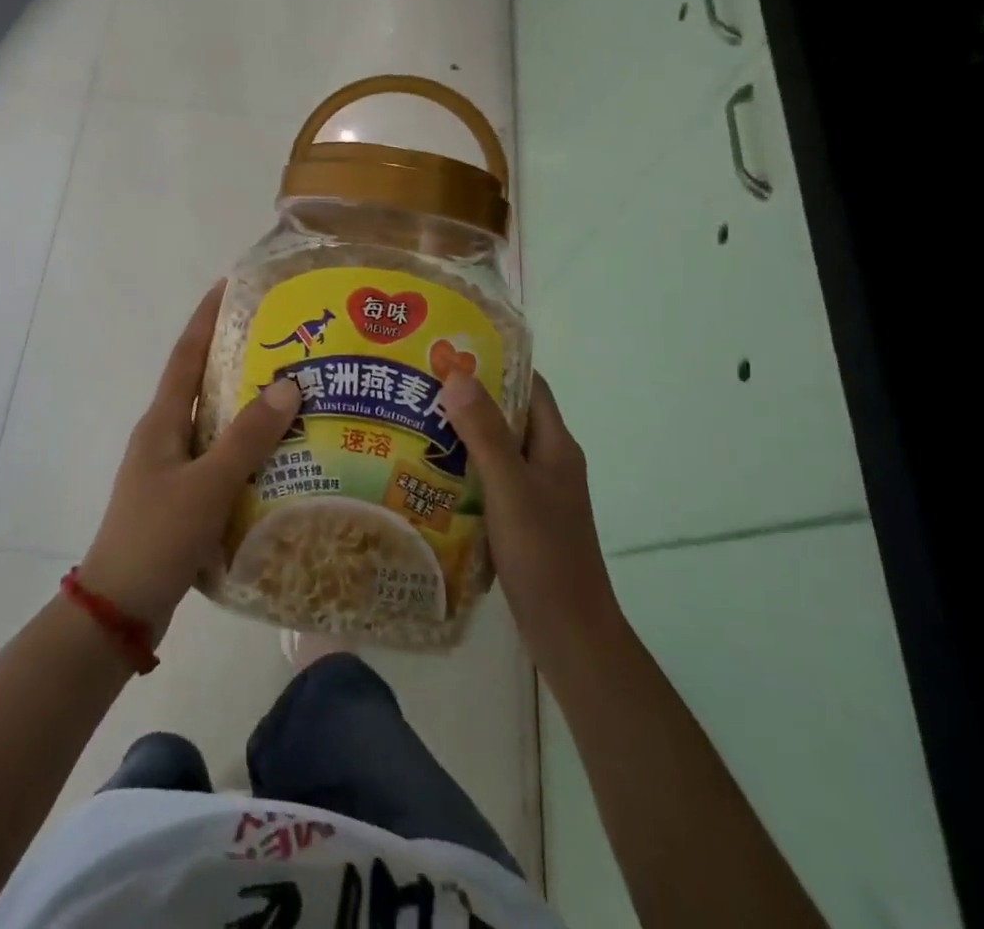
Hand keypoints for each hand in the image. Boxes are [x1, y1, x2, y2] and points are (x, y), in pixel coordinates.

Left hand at [78, 283, 301, 644]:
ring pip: (214, 424)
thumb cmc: (157, 537)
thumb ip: (248, 438)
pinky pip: (219, 459)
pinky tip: (280, 457)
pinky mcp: (182, 498)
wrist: (119, 609)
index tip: (229, 285)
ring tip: (293, 394)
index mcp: (161, 422)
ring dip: (246, 407)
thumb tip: (288, 384)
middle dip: (236, 358)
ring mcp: (171, 469)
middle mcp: (164, 436)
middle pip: (202, 384)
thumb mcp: (207, 485)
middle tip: (283, 341)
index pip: (186, 355)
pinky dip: (246, 450)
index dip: (206, 317)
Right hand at [440, 370, 620, 670]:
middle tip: (418, 384)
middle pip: (508, 415)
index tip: (450, 350)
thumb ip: (485, 433)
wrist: (570, 635)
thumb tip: (458, 374)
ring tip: (413, 421)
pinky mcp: (522, 519)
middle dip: (468, 397)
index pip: (528, 386)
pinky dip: (462, 469)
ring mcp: (536, 493)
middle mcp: (548, 462)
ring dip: (461, 434)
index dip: (495, 363)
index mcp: (555, 446)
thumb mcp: (510, 489)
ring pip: (496, 448)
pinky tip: (427, 473)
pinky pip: (489, 479)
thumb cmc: (545, 556)